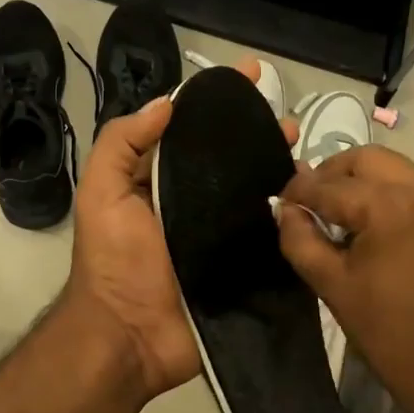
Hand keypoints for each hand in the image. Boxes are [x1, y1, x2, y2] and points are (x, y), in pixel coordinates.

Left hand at [62, 60, 295, 405]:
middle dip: (260, 134)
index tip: (252, 74)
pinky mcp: (241, 267)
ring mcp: (219, 236)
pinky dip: (289, 216)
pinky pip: (268, 236)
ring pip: (255, 193)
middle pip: (231, 160)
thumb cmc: (113, 261)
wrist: (129, 338)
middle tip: (291, 123)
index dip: (219, 102)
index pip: (193, 131)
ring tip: (308, 156)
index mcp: (159, 182)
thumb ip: (122, 144)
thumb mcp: (101, 193)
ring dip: (280, 170)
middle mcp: (192, 203)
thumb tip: (166, 104)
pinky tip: (312, 199)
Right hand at [277, 147, 413, 412]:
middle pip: (364, 159)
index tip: (278, 204)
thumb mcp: (333, 287)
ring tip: (334, 216)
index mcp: (389, 206)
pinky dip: (383, 193)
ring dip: (358, 182)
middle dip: (330, 175)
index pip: (328, 185)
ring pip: (390, 168)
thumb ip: (301, 240)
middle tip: (307, 205)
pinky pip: (410, 187)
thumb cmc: (392, 335)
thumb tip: (285, 209)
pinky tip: (366, 226)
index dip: (297, 192)